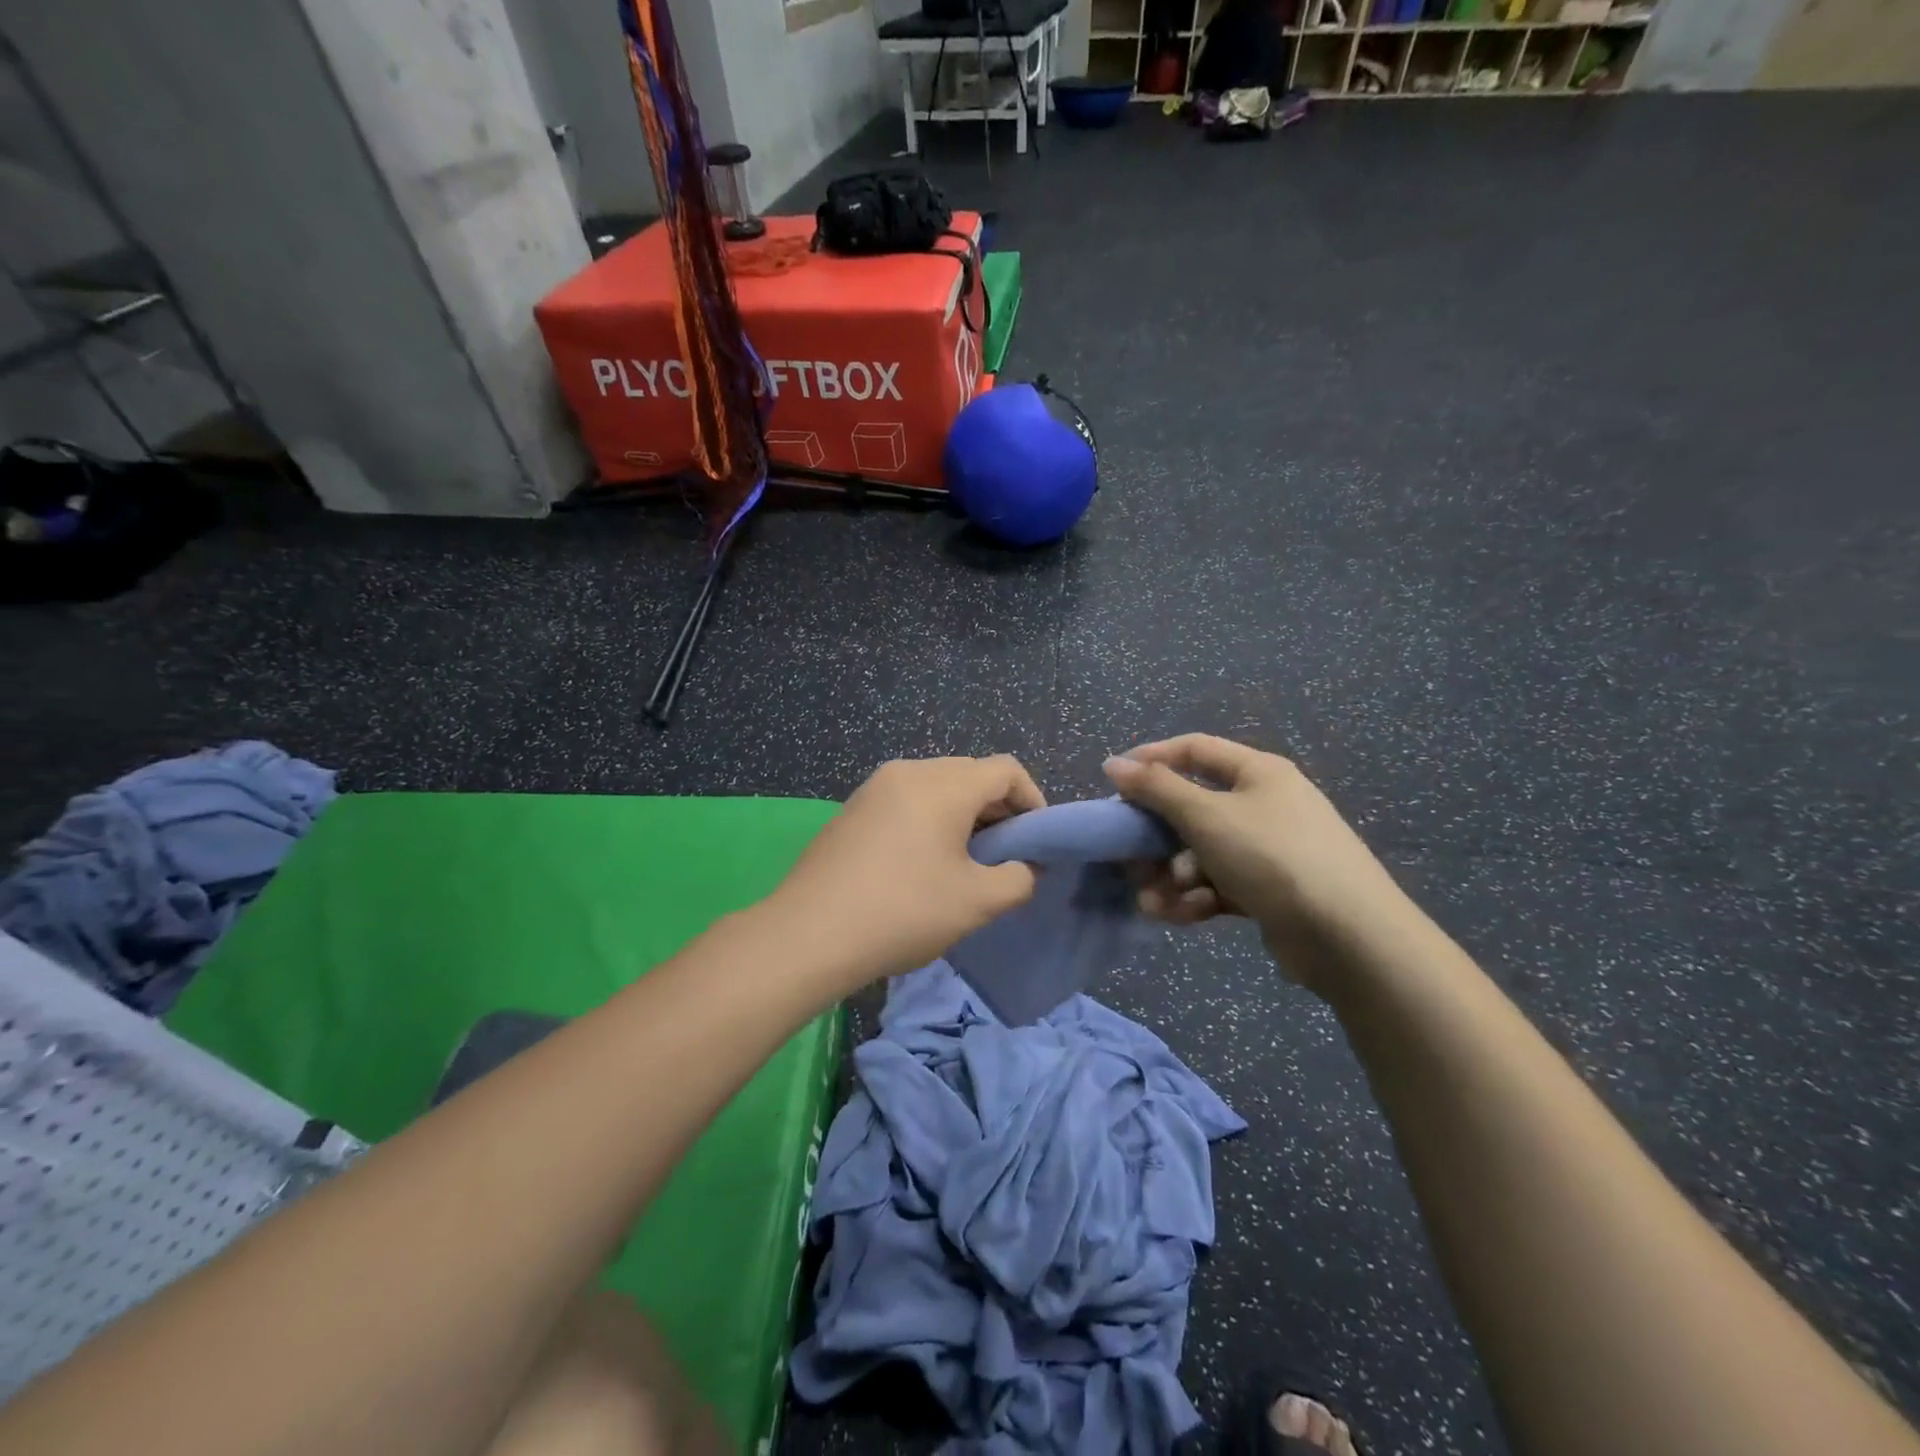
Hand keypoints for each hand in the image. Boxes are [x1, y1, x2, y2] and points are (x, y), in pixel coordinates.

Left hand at [767, 755, 1045, 987]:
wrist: (808, 933)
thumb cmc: (903, 911)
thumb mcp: (976, 902)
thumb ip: (1018, 879)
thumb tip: (1027, 867)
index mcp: (943, 784)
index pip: (1005, 769)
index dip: (1032, 800)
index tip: (1036, 842)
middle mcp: (908, 771)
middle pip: (970, 773)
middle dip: (998, 809)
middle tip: (1004, 854)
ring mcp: (875, 787)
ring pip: (937, 786)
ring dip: (963, 814)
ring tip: (965, 860)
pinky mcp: (853, 808)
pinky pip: (906, 799)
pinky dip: (929, 819)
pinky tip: (922, 861)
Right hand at [1104, 735, 1415, 994]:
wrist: (1348, 937)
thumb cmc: (1272, 857)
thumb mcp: (1207, 816)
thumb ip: (1156, 788)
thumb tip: (1114, 763)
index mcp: (1257, 772)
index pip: (1194, 750)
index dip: (1151, 759)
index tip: (1113, 781)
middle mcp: (1264, 804)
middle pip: (1193, 808)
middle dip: (1157, 837)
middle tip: (1129, 856)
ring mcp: (1268, 850)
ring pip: (1201, 852)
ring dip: (1172, 876)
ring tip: (1153, 902)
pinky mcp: (1269, 891)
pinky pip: (1219, 883)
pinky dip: (1196, 897)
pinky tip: (1181, 915)